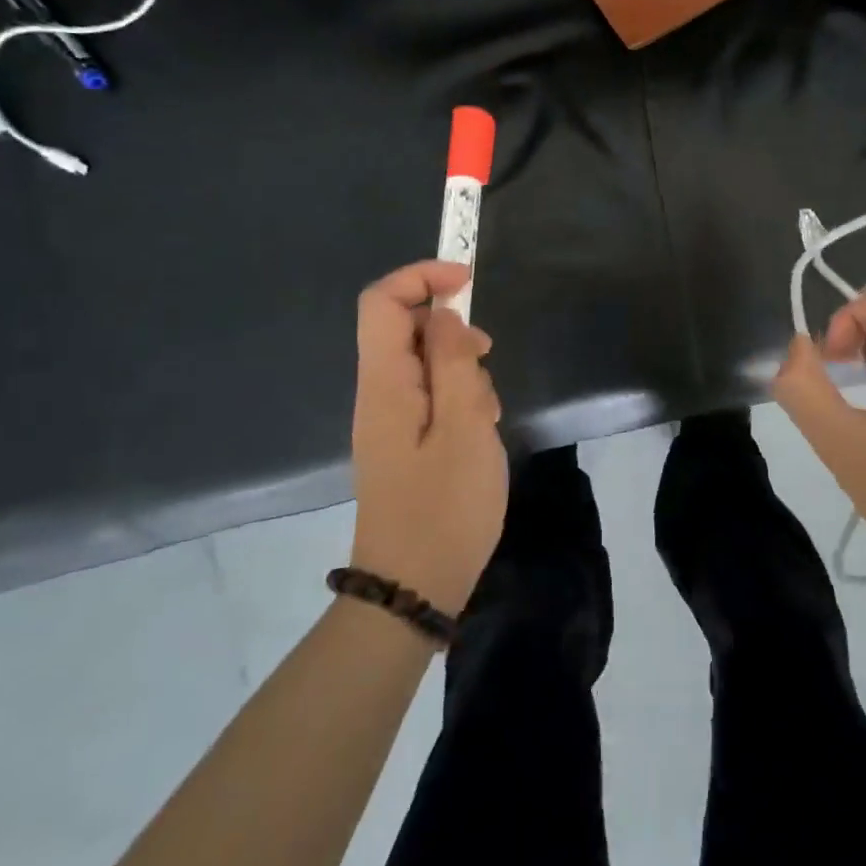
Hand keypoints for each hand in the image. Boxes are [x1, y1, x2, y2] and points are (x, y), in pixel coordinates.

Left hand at [348, 261, 507, 615]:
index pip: (381, 301)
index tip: (467, 284)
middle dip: (452, 331)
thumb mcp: (464, 428)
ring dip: (461, 370)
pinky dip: (458, 399)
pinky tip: (480, 432)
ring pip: (423, 363)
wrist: (413, 588)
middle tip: (485, 363)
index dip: (421, 277)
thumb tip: (442, 314)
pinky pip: (429, 396)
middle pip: (405, 329)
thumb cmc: (445, 508)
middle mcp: (378, 393)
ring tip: (487, 413)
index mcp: (384, 383)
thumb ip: (452, 362)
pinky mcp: (403, 441)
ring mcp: (388, 419)